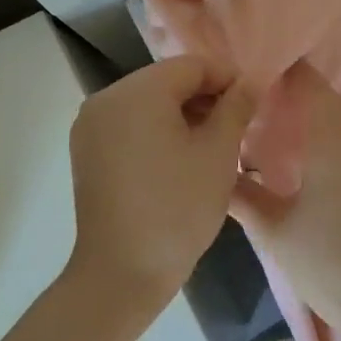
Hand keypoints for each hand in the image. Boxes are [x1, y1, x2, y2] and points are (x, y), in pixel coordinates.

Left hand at [67, 56, 254, 315]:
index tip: (253, 104)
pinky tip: (180, 160)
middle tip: (237, 128)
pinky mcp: (87, 152)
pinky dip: (157, 132)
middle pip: (167, 82)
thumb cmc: (177, 208)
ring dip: (183, 116)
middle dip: (205, 98)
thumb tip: (250, 82)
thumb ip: (236, 107)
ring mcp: (91, 126)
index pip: (192, 66)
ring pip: (148, 104)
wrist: (121, 274)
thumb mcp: (218, 153)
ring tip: (213, 146)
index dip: (228, 79)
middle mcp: (106, 98)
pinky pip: (130, 126)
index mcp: (137, 92)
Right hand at [229, 62, 340, 340]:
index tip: (261, 77)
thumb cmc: (328, 267)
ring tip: (296, 147)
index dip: (286, 74)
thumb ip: (242, 194)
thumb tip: (218, 167)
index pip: (310, 85)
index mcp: (334, 141)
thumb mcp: (274, 233)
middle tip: (268, 113)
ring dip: (326, 127)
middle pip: (332, 103)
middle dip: (302, 102)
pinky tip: (333, 178)